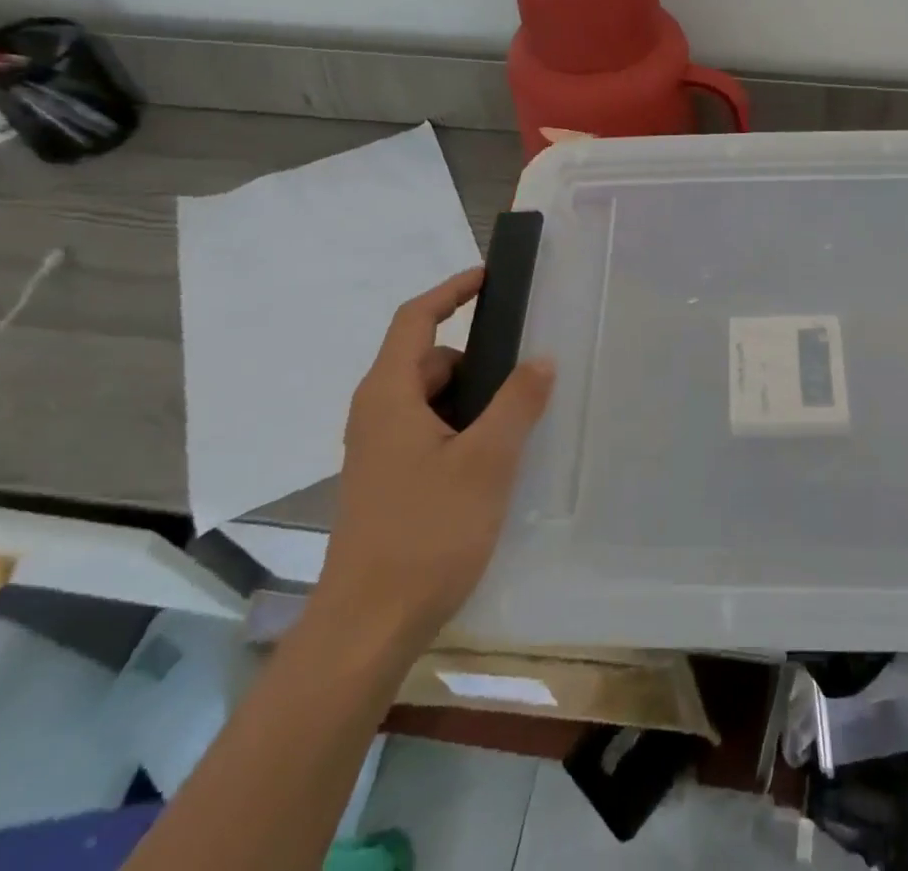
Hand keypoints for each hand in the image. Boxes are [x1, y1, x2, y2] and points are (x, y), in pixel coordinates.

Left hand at [315, 268, 554, 638]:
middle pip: (427, 360)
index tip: (489, 277)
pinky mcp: (387, 480)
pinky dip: (460, 427)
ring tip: (517, 421)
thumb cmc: (425, 533)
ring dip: (471, 398)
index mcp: (389, 394)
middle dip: (476, 358)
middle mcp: (376, 413)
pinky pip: (428, 430)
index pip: (415, 319)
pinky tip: (493, 459)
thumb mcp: (486, 461)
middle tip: (525, 372)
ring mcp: (378, 450)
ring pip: (430, 399)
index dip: (452, 291)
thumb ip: (517, 403)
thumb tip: (541, 358)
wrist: (366, 629)